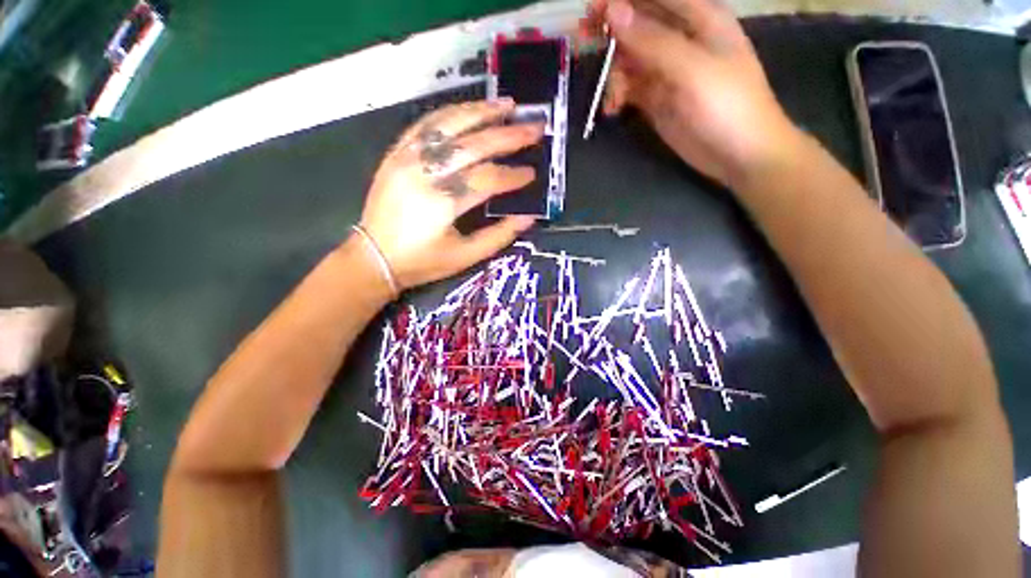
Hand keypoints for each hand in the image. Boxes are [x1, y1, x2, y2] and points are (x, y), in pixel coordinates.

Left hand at [358, 100, 542, 289]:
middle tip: (534, 128)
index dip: (513, 175)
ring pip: (448, 124)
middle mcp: (424, 173)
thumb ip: (499, 236)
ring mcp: (406, 158)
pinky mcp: (396, 153)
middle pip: (473, 145)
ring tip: (507, 105)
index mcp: (442, 204)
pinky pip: (425, 124)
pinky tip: (470, 110)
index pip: (487, 179)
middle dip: (508, 136)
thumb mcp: (465, 257)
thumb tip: (528, 217)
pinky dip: (451, 114)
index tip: (532, 173)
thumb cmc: (422, 262)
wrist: (374, 257)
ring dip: (481, 112)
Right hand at [582, 0, 800, 186]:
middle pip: (636, 23)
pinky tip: (613, 109)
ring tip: (612, 97)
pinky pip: (629, 87)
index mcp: (697, 17)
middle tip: (585, 45)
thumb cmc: (726, 105)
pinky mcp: (657, 98)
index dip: (621, 0)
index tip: (592, 14)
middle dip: (610, 32)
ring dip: (613, 72)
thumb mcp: (691, 68)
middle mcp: (679, 38)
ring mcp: (666, 70)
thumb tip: (613, 11)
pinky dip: (617, 96)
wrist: (738, 154)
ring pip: (628, 58)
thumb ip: (652, 41)